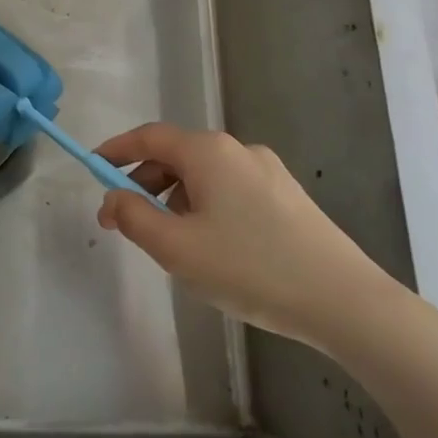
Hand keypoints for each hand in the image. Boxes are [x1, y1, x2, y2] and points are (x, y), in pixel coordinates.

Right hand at [94, 123, 407, 352]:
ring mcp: (268, 171)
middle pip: (177, 155)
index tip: (93, 167)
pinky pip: (231, 190)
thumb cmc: (250, 268)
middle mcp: (238, 150)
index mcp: (208, 152)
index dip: (116, 150)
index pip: (149, 137)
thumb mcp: (177, 248)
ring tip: (174, 245)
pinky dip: (206, 207)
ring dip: (176, 199)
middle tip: (127, 221)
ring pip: (205, 176)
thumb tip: (112, 198)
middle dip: (145, 183)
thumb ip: (134, 217)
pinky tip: (214, 248)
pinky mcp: (288, 195)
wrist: (344, 300)